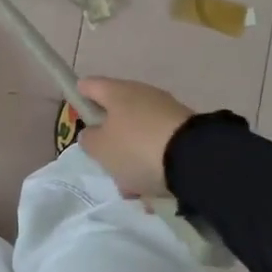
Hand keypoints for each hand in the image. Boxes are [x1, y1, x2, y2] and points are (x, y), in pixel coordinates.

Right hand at [75, 77, 193, 197]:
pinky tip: (153, 186)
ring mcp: (166, 109)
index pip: (89, 85)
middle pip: (116, 113)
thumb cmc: (136, 148)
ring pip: (138, 133)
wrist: (194, 158)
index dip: (79, 98)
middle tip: (106, 163)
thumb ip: (89, 139)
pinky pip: (159, 144)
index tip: (76, 115)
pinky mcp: (185, 129)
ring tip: (133, 186)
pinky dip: (153, 163)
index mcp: (116, 91)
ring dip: (132, 157)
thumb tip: (93, 133)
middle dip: (110, 139)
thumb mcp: (100, 149)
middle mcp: (141, 93)